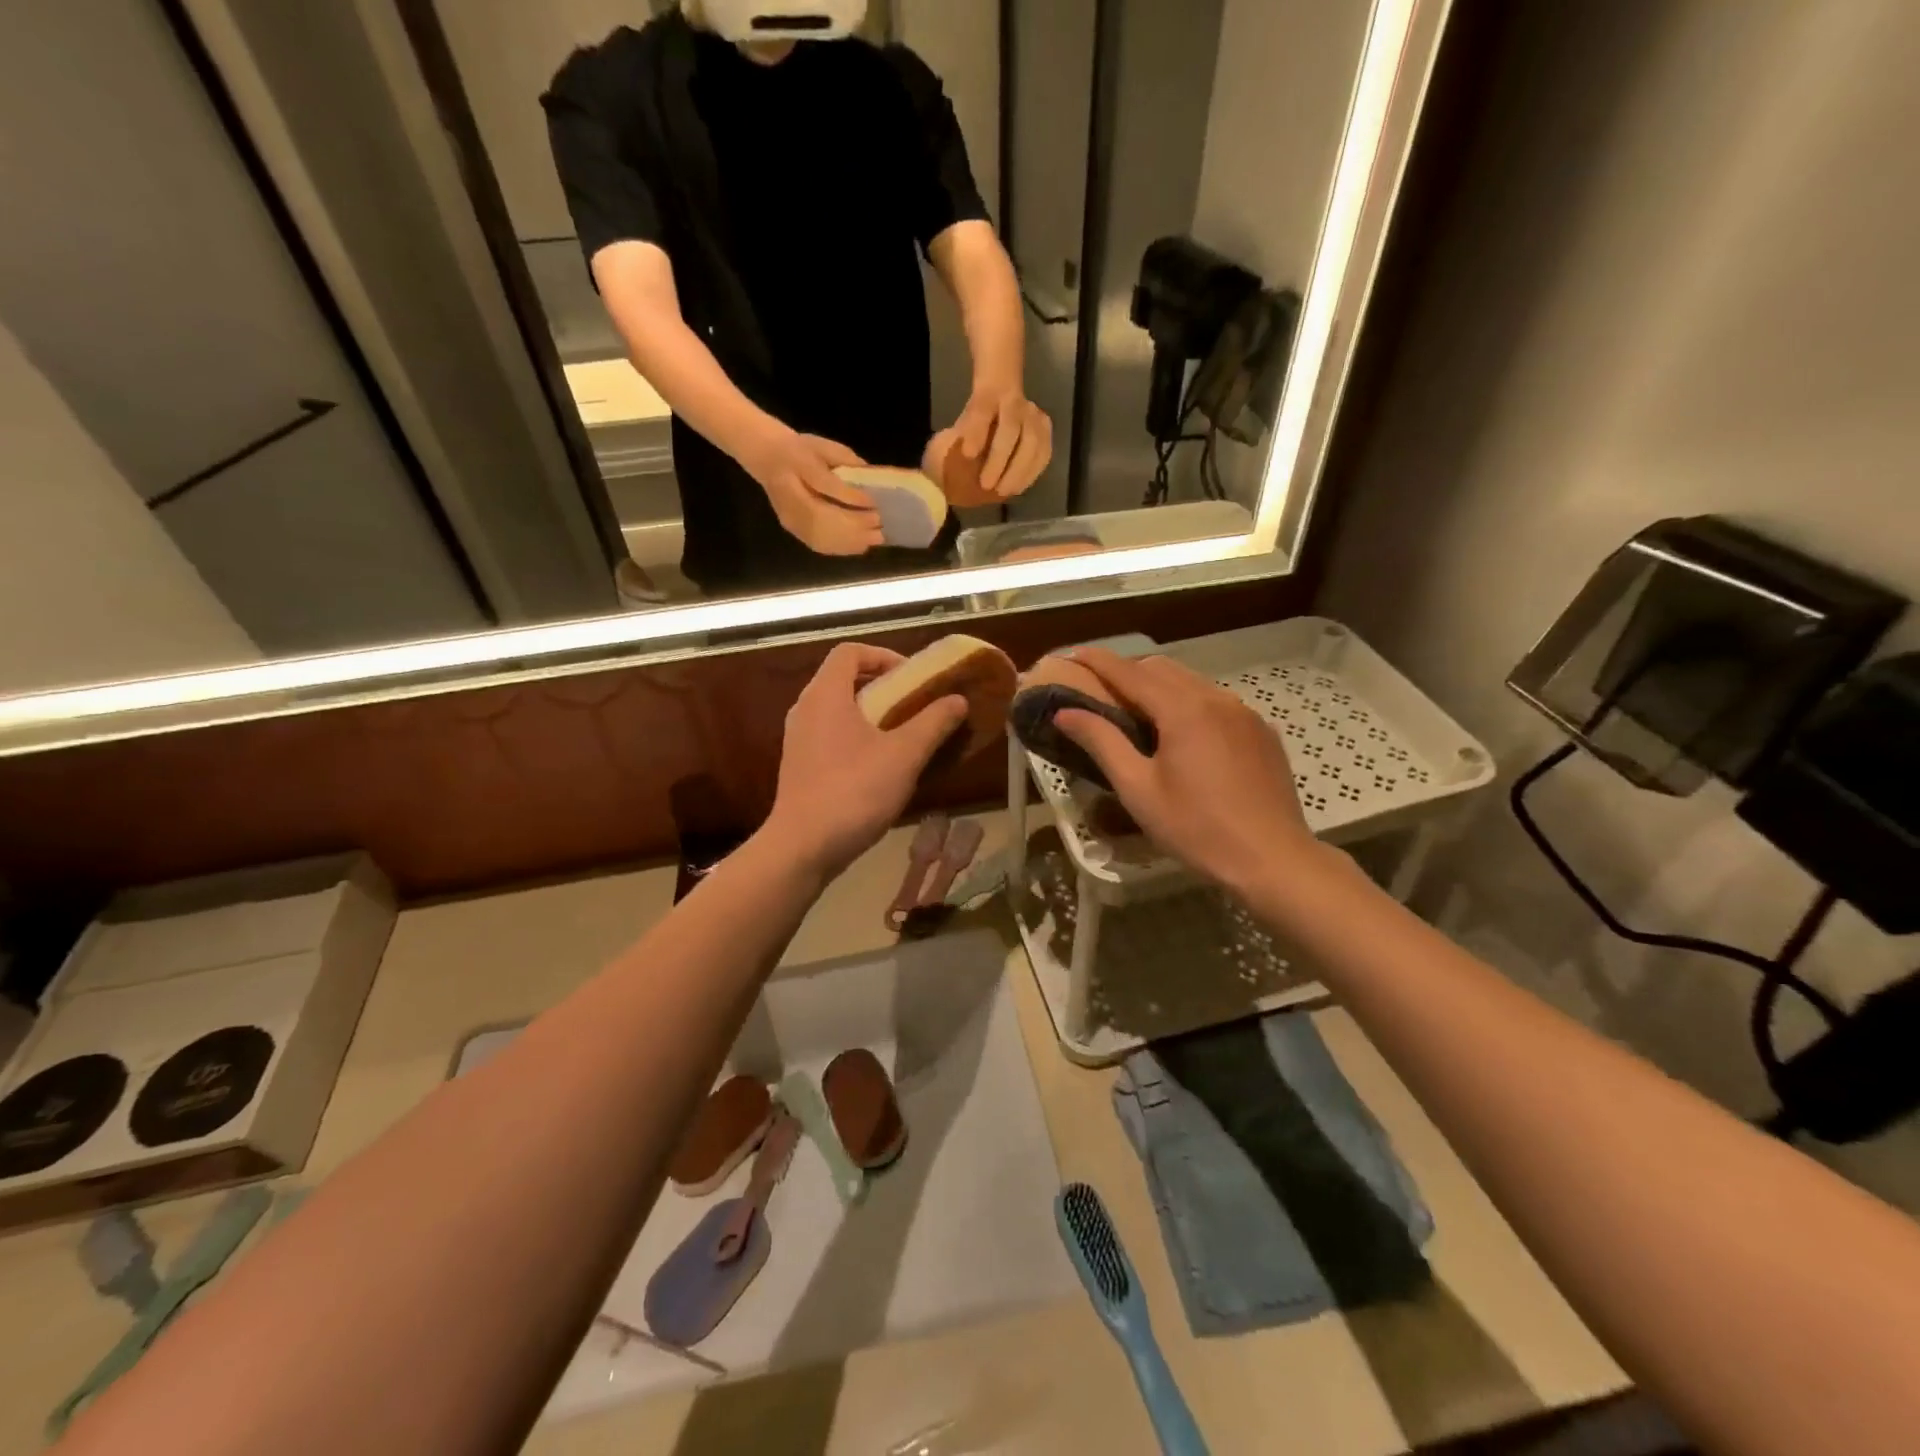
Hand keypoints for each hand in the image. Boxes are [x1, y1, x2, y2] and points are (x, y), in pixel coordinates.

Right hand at [740, 424, 884, 555]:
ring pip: (820, 536)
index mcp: (796, 464)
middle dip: (855, 524)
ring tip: (876, 537)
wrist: (768, 458)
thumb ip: (845, 459)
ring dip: (850, 539)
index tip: (874, 503)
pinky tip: (861, 545)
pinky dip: (842, 548)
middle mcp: (788, 494)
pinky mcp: (794, 529)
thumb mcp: (824, 446)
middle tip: (880, 524)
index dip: (851, 497)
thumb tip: (870, 477)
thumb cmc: (800, 450)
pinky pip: (818, 544)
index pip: (824, 484)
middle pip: (821, 517)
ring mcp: (789, 517)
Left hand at [765, 643, 969, 878]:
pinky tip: (882, 767)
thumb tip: (958, 699)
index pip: (850, 652)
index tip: (912, 677)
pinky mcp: (799, 766)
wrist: (803, 848)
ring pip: (838, 711)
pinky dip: (857, 738)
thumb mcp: (904, 755)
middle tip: (915, 706)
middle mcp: (805, 709)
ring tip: (904, 737)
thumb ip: (934, 722)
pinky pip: (831, 736)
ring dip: (872, 715)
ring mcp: (798, 739)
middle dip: (883, 687)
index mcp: (825, 695)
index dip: (883, 656)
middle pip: (844, 680)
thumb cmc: (854, 791)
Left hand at [948, 383, 1051, 498]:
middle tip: (986, 486)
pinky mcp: (1045, 428)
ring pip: (1033, 440)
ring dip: (1019, 469)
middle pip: (1010, 427)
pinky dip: (1032, 471)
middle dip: (999, 458)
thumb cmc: (974, 421)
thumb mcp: (958, 426)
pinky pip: (1044, 451)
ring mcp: (1032, 414)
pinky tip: (1019, 487)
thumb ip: (949, 446)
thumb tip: (939, 479)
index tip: (968, 454)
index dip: (976, 431)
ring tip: (1005, 491)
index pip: (982, 409)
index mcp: (986, 395)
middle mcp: (1012, 401)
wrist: (1001, 394)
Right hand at [1052, 648, 1322, 894]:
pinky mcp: (1261, 731)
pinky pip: (1217, 701)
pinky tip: (1182, 735)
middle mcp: (1215, 698)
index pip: (1129, 672)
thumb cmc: (1195, 828)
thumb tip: (1064, 712)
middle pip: (1161, 668)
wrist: (1272, 859)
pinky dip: (1189, 703)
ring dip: (1159, 687)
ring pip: (1192, 682)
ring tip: (1137, 713)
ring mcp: (1244, 712)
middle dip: (1127, 672)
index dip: (1097, 661)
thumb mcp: (1138, 789)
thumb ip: (1101, 742)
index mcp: (1182, 709)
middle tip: (1099, 691)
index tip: (1071, 654)